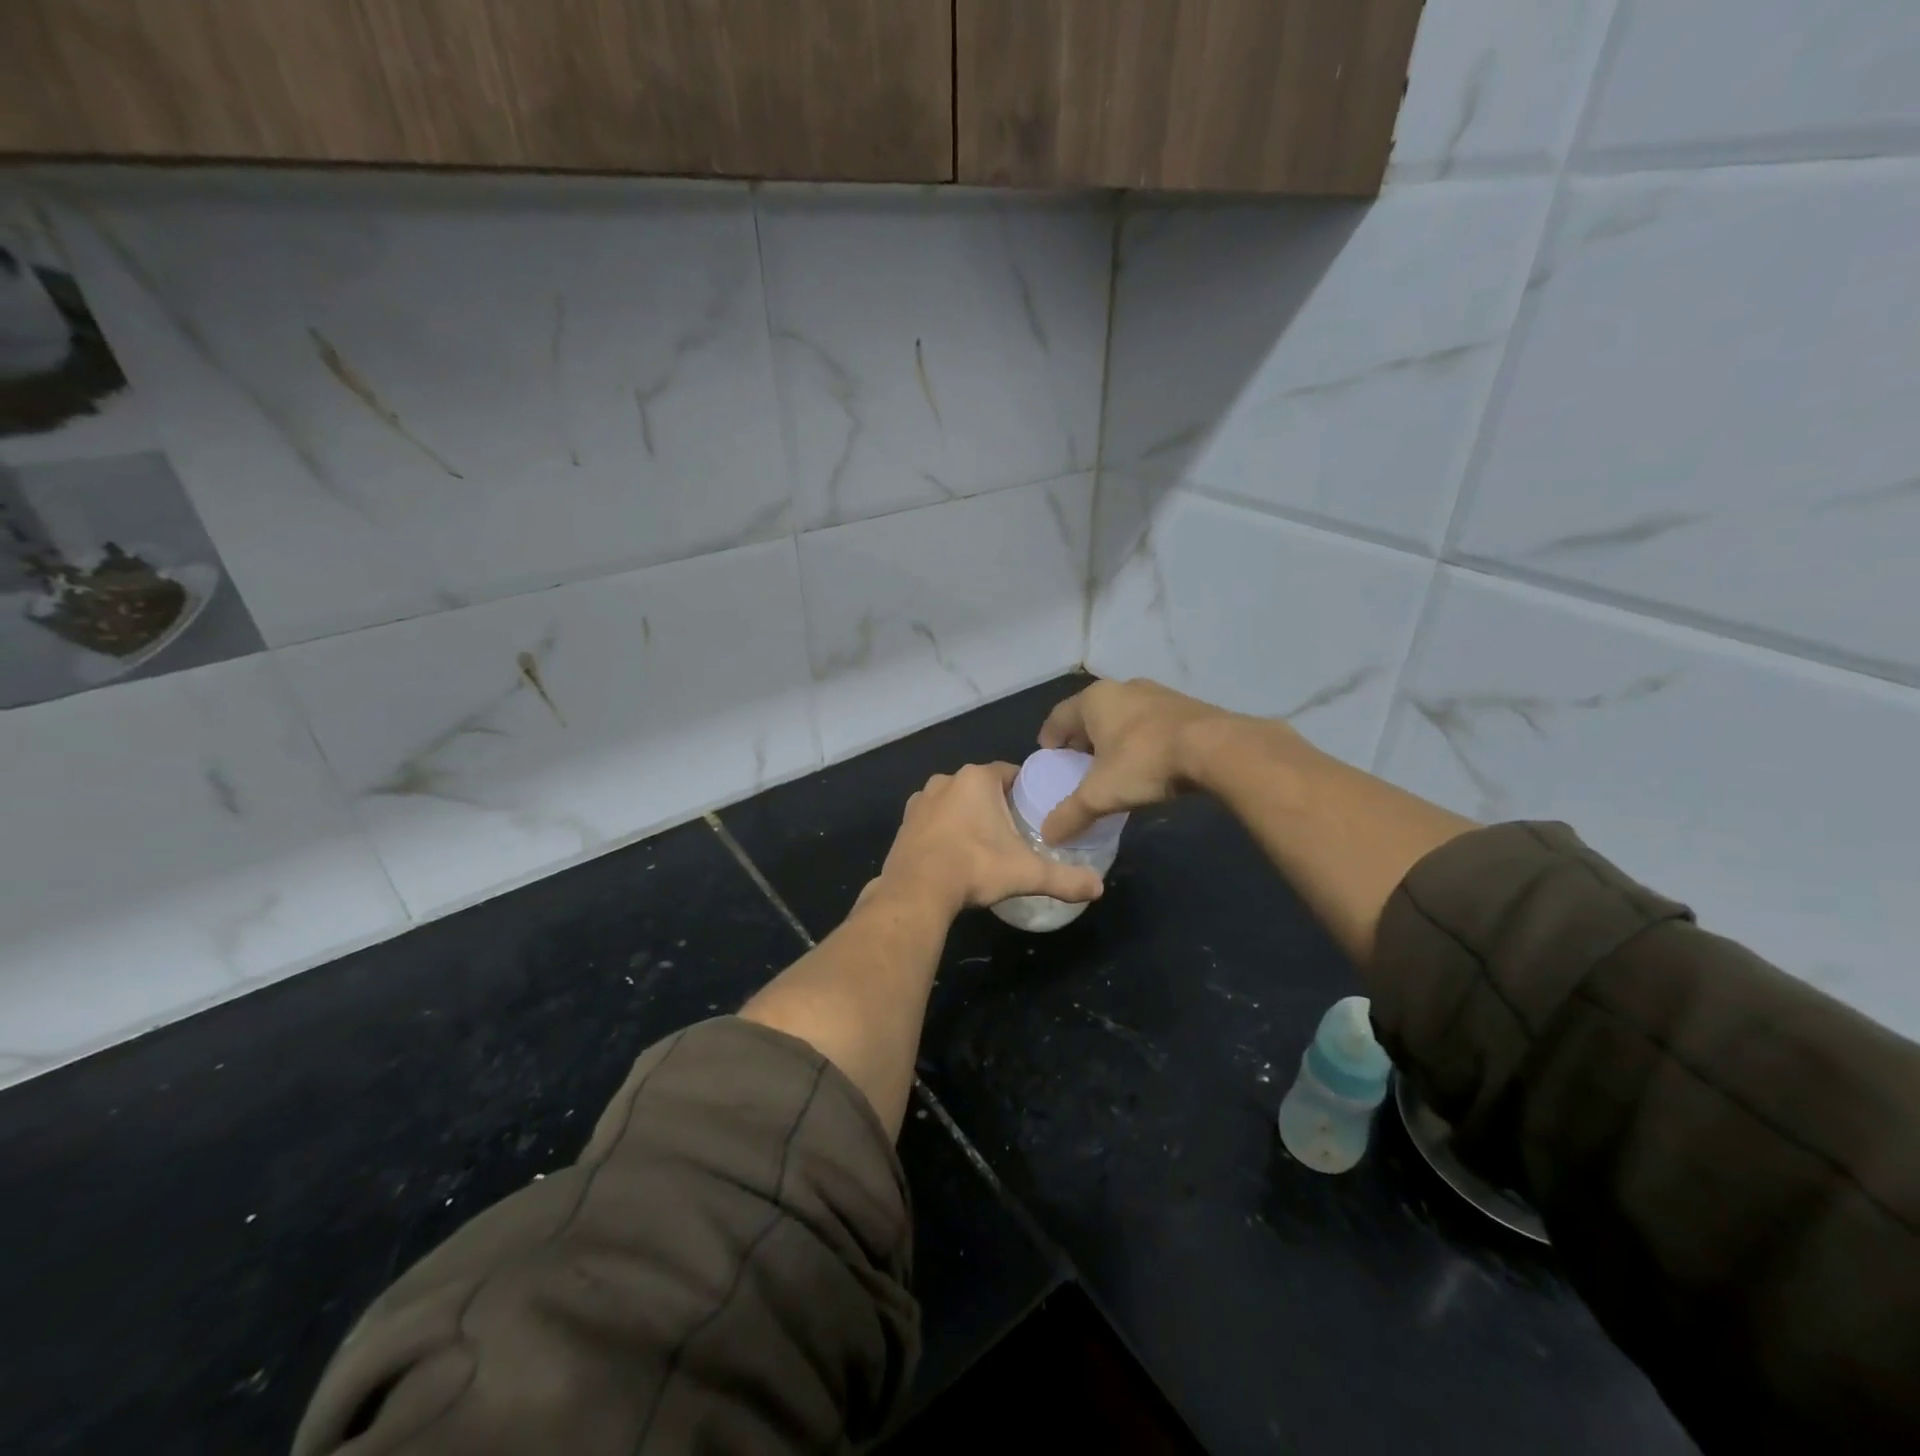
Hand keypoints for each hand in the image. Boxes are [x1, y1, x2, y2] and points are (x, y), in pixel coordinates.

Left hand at [874, 762, 1104, 915]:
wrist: (917, 891)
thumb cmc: (976, 868)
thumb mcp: (1027, 874)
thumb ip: (1065, 878)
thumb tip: (1099, 887)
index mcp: (977, 778)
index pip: (1010, 773)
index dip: (1025, 791)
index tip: (1034, 812)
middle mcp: (946, 780)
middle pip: (982, 787)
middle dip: (996, 804)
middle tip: (1013, 833)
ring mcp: (921, 800)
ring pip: (955, 801)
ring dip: (967, 816)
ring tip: (983, 845)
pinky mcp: (904, 822)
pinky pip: (933, 819)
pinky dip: (944, 830)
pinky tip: (954, 853)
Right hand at [1037, 677, 1267, 842]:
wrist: (1216, 748)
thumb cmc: (1145, 763)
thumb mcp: (1101, 794)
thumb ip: (1071, 814)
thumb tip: (1047, 835)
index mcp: (1094, 700)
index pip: (1059, 716)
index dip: (1049, 738)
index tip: (1048, 757)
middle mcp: (1122, 688)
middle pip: (1090, 713)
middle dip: (1081, 738)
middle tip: (1077, 764)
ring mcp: (1156, 693)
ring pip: (1122, 715)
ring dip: (1112, 737)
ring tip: (1112, 764)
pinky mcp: (1184, 705)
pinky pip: (1149, 721)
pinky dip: (1140, 738)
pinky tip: (1146, 762)